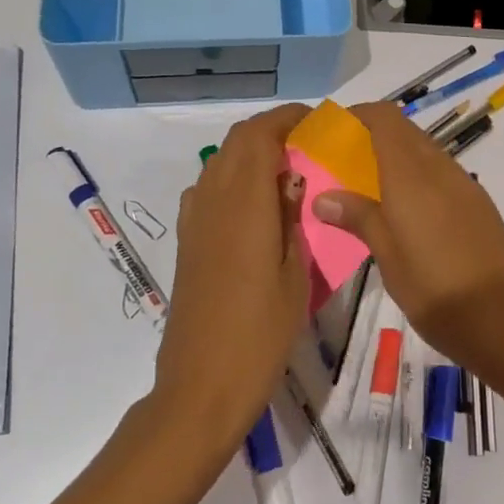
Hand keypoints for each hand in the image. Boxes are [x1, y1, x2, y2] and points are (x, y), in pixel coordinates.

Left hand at [155, 104, 311, 453]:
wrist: (200, 386)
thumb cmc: (259, 334)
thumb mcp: (295, 275)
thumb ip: (293, 218)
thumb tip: (293, 179)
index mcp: (243, 203)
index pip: (258, 135)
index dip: (285, 118)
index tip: (316, 121)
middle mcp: (212, 199)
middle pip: (236, 141)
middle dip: (270, 130)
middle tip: (306, 142)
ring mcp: (194, 220)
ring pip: (220, 162)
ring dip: (250, 153)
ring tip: (286, 170)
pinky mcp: (187, 241)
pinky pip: (208, 188)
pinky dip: (233, 178)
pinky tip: (255, 205)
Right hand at [310, 101, 503, 386]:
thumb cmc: (441, 293)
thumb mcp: (390, 259)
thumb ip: (359, 218)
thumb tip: (323, 196)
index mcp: (413, 174)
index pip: (384, 118)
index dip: (356, 115)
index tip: (329, 132)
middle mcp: (440, 168)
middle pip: (403, 130)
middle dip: (370, 135)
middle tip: (340, 163)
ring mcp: (464, 185)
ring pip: (423, 150)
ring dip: (393, 156)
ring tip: (365, 189)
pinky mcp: (478, 205)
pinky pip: (439, 173)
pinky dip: (414, 175)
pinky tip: (402, 211)